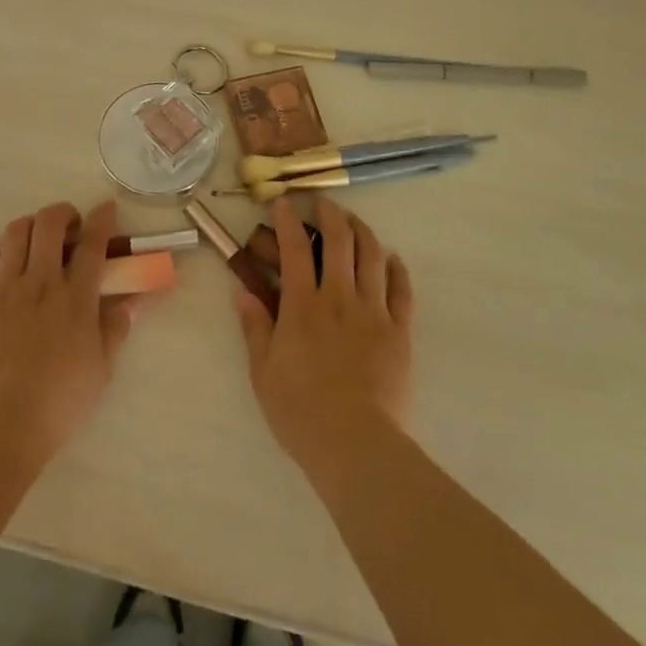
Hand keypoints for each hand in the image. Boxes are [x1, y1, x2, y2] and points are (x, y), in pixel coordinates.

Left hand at [0, 199, 139, 461]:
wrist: (0, 423)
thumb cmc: (59, 402)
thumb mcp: (101, 368)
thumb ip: (116, 328)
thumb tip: (136, 301)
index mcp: (75, 298)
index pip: (92, 244)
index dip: (101, 219)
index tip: (106, 208)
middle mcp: (40, 282)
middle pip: (49, 225)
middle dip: (62, 213)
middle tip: (68, 224)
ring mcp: (4, 288)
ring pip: (14, 233)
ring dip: (28, 225)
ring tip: (34, 238)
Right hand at [235, 197, 413, 476]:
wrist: (355, 444)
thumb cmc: (300, 411)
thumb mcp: (262, 372)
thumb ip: (255, 327)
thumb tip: (243, 292)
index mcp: (302, 306)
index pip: (294, 250)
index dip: (288, 221)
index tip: (283, 202)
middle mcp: (339, 298)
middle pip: (339, 242)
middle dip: (331, 214)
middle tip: (324, 202)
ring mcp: (373, 312)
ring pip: (372, 257)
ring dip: (363, 231)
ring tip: (355, 221)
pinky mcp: (399, 332)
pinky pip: (402, 291)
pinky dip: (397, 269)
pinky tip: (392, 258)